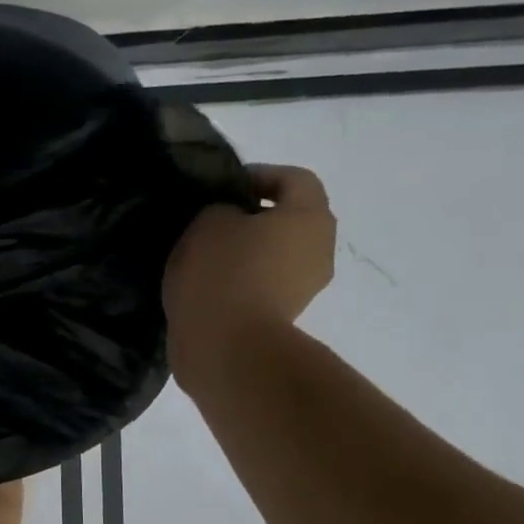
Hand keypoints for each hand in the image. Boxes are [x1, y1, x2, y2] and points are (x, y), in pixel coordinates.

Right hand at [163, 165, 334, 384]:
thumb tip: (230, 220)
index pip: (294, 179)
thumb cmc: (222, 273)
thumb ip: (221, 209)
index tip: (221, 188)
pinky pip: (263, 284)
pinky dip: (241, 281)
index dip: (258, 175)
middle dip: (253, 216)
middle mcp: (319, 249)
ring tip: (204, 258)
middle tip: (211, 221)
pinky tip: (207, 287)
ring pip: (276, 254)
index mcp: (309, 216)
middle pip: (289, 219)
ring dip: (246, 252)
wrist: (226, 348)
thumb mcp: (208, 222)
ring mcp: (304, 287)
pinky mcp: (283, 317)